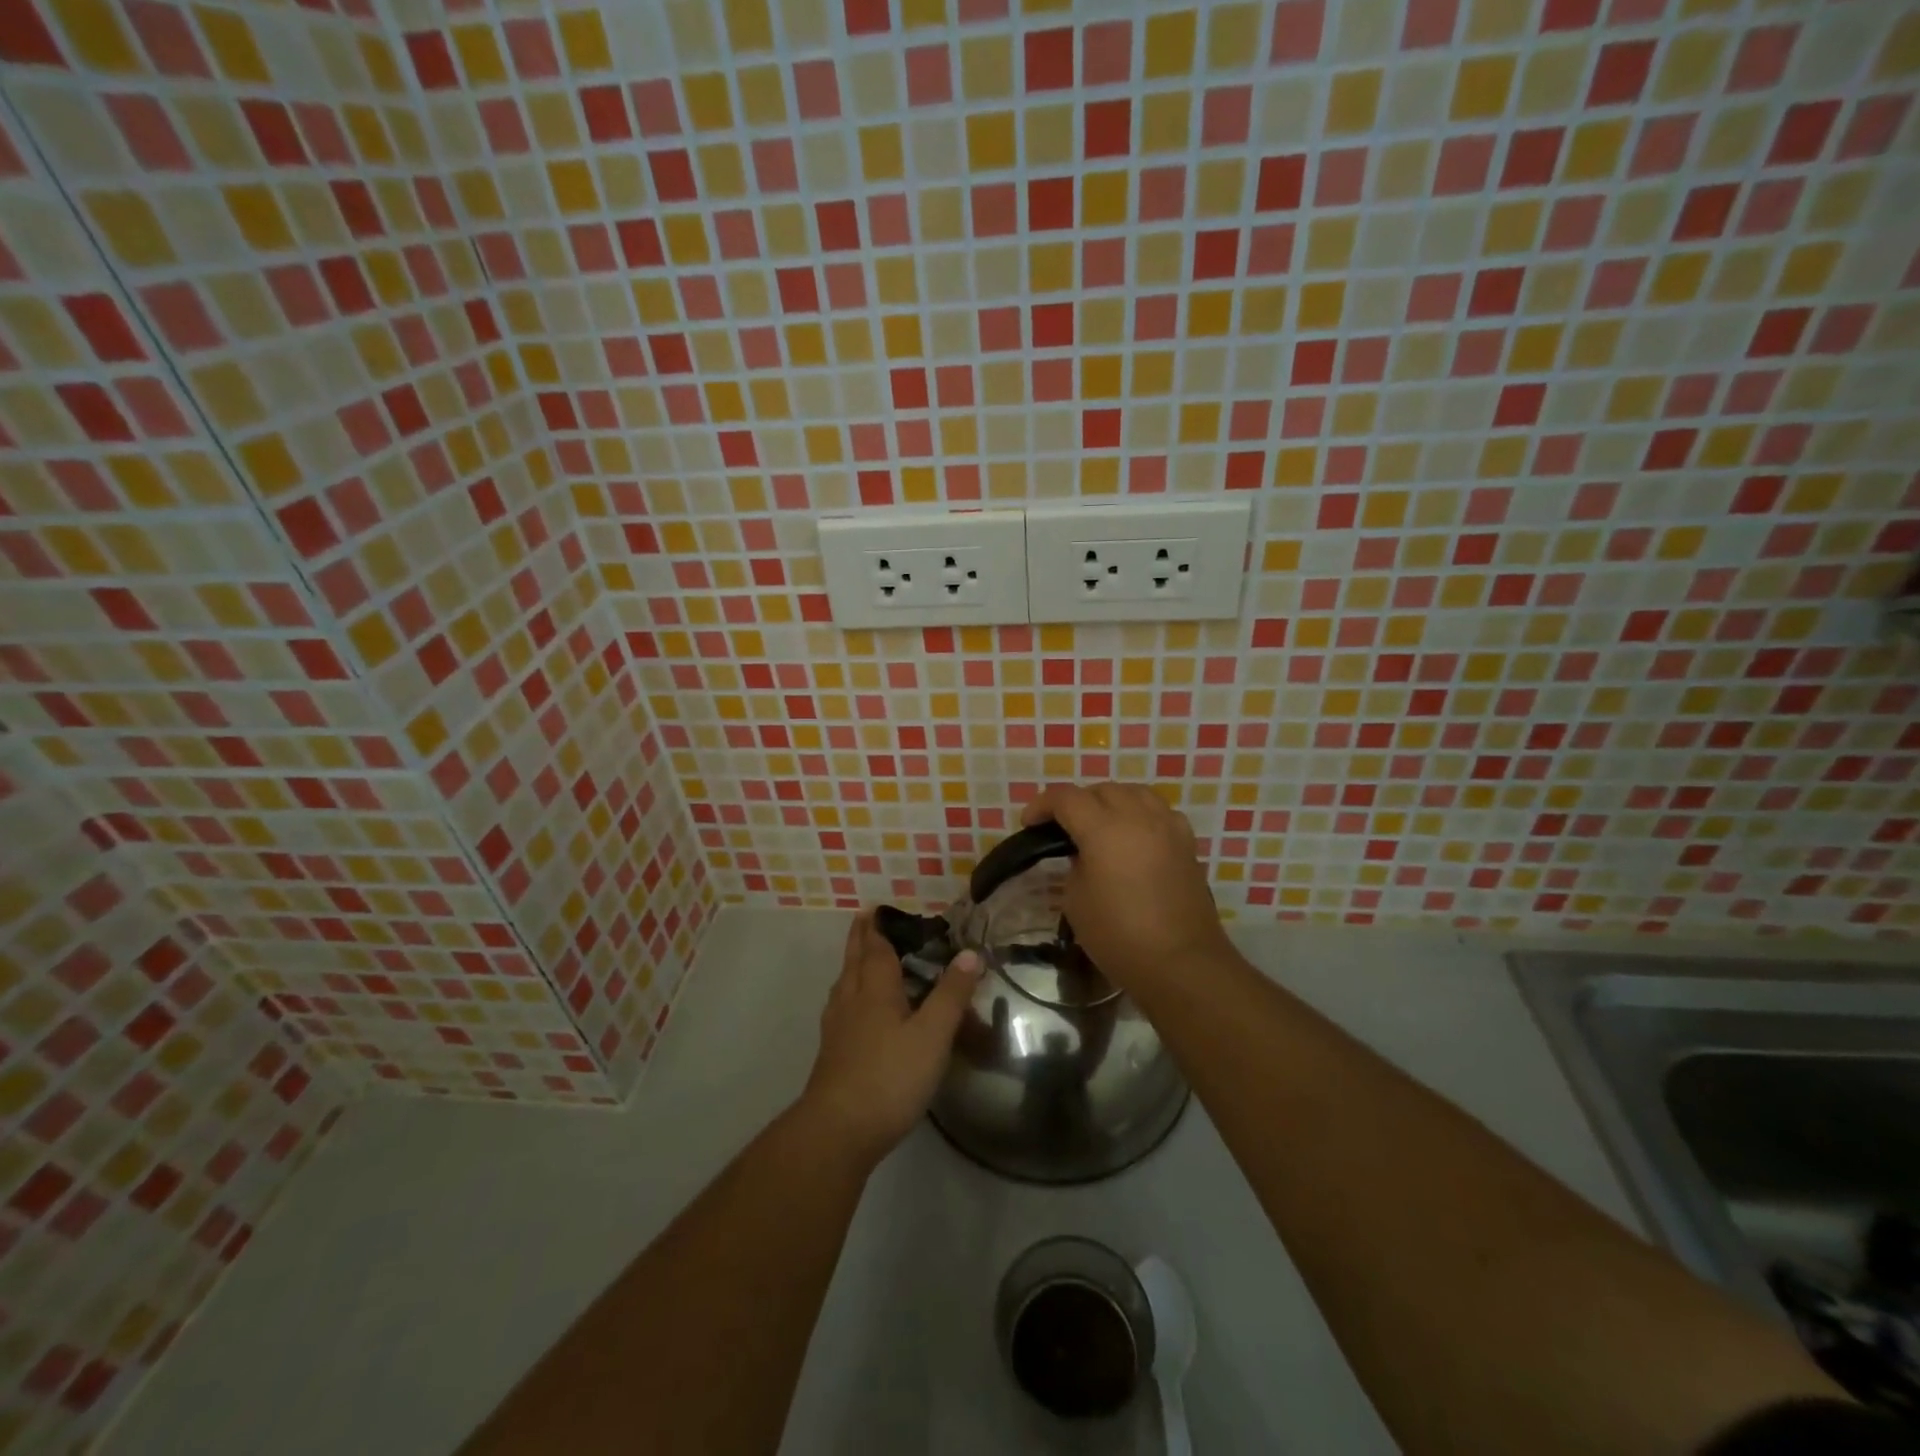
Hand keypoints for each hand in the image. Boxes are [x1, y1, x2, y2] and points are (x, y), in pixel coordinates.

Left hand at [798, 913, 981, 1166]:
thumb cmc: (890, 1075)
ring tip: (860, 959)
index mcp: (875, 989)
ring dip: (852, 964)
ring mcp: (837, 1027)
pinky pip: (841, 1007)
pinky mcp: (832, 1053)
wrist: (838, 1130)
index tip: (878, 907)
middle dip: (860, 938)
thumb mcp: (932, 1034)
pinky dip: (849, 994)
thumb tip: (969, 952)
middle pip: (854, 960)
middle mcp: (851, 1000)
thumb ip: (951, 994)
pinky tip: (854, 1011)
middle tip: (864, 919)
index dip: (878, 927)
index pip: (875, 947)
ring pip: (844, 984)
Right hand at [1021, 782, 1234, 997]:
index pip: (1066, 797)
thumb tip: (1085, 854)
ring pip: (1135, 793)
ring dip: (1111, 801)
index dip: (1042, 804)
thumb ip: (1075, 866)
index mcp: (1104, 829)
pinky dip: (1141, 814)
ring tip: (1099, 824)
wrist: (1181, 963)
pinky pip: (1160, 812)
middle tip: (1062, 827)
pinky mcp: (1187, 844)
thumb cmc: (1119, 936)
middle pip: (1101, 790)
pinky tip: (1135, 836)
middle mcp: (1138, 817)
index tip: (1029, 823)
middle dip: (1077, 801)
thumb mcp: (1076, 901)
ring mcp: (1168, 827)